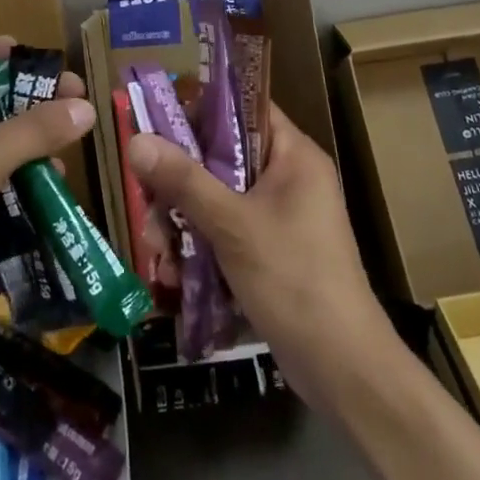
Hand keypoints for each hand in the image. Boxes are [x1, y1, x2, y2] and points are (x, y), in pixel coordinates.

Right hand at [127, 104, 393, 408]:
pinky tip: (175, 274)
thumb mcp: (232, 226)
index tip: (157, 123)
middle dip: (180, 181)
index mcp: (293, 155)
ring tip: (157, 251)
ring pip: (219, 197)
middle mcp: (289, 177)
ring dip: (184, 220)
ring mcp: (282, 217)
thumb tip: (135, 140)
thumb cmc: (293, 280)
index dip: (201, 108)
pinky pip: (227, 231)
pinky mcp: (273, 252)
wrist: (344, 372)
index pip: (244, 107)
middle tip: (147, 201)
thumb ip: (183, 180)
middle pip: (223, 156)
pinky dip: (201, 246)